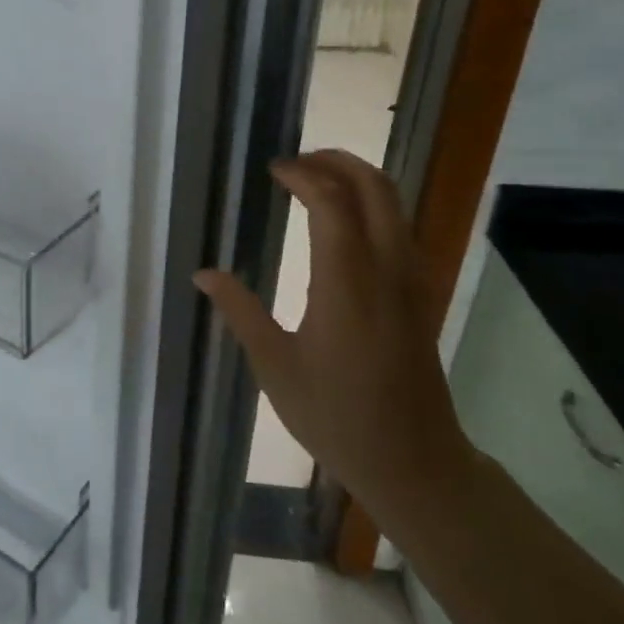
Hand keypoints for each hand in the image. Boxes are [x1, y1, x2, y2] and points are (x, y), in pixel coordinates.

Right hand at [193, 150, 476, 529]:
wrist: (414, 462)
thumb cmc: (336, 416)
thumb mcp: (275, 366)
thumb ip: (240, 311)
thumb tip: (203, 273)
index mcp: (347, 285)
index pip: (332, 203)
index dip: (303, 176)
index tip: (273, 170)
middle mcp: (387, 270)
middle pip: (376, 188)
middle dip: (338, 161)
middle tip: (297, 161)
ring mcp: (411, 281)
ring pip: (395, 205)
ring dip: (359, 179)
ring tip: (316, 180)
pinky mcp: (420, 295)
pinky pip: (401, 229)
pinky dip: (374, 205)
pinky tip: (345, 222)